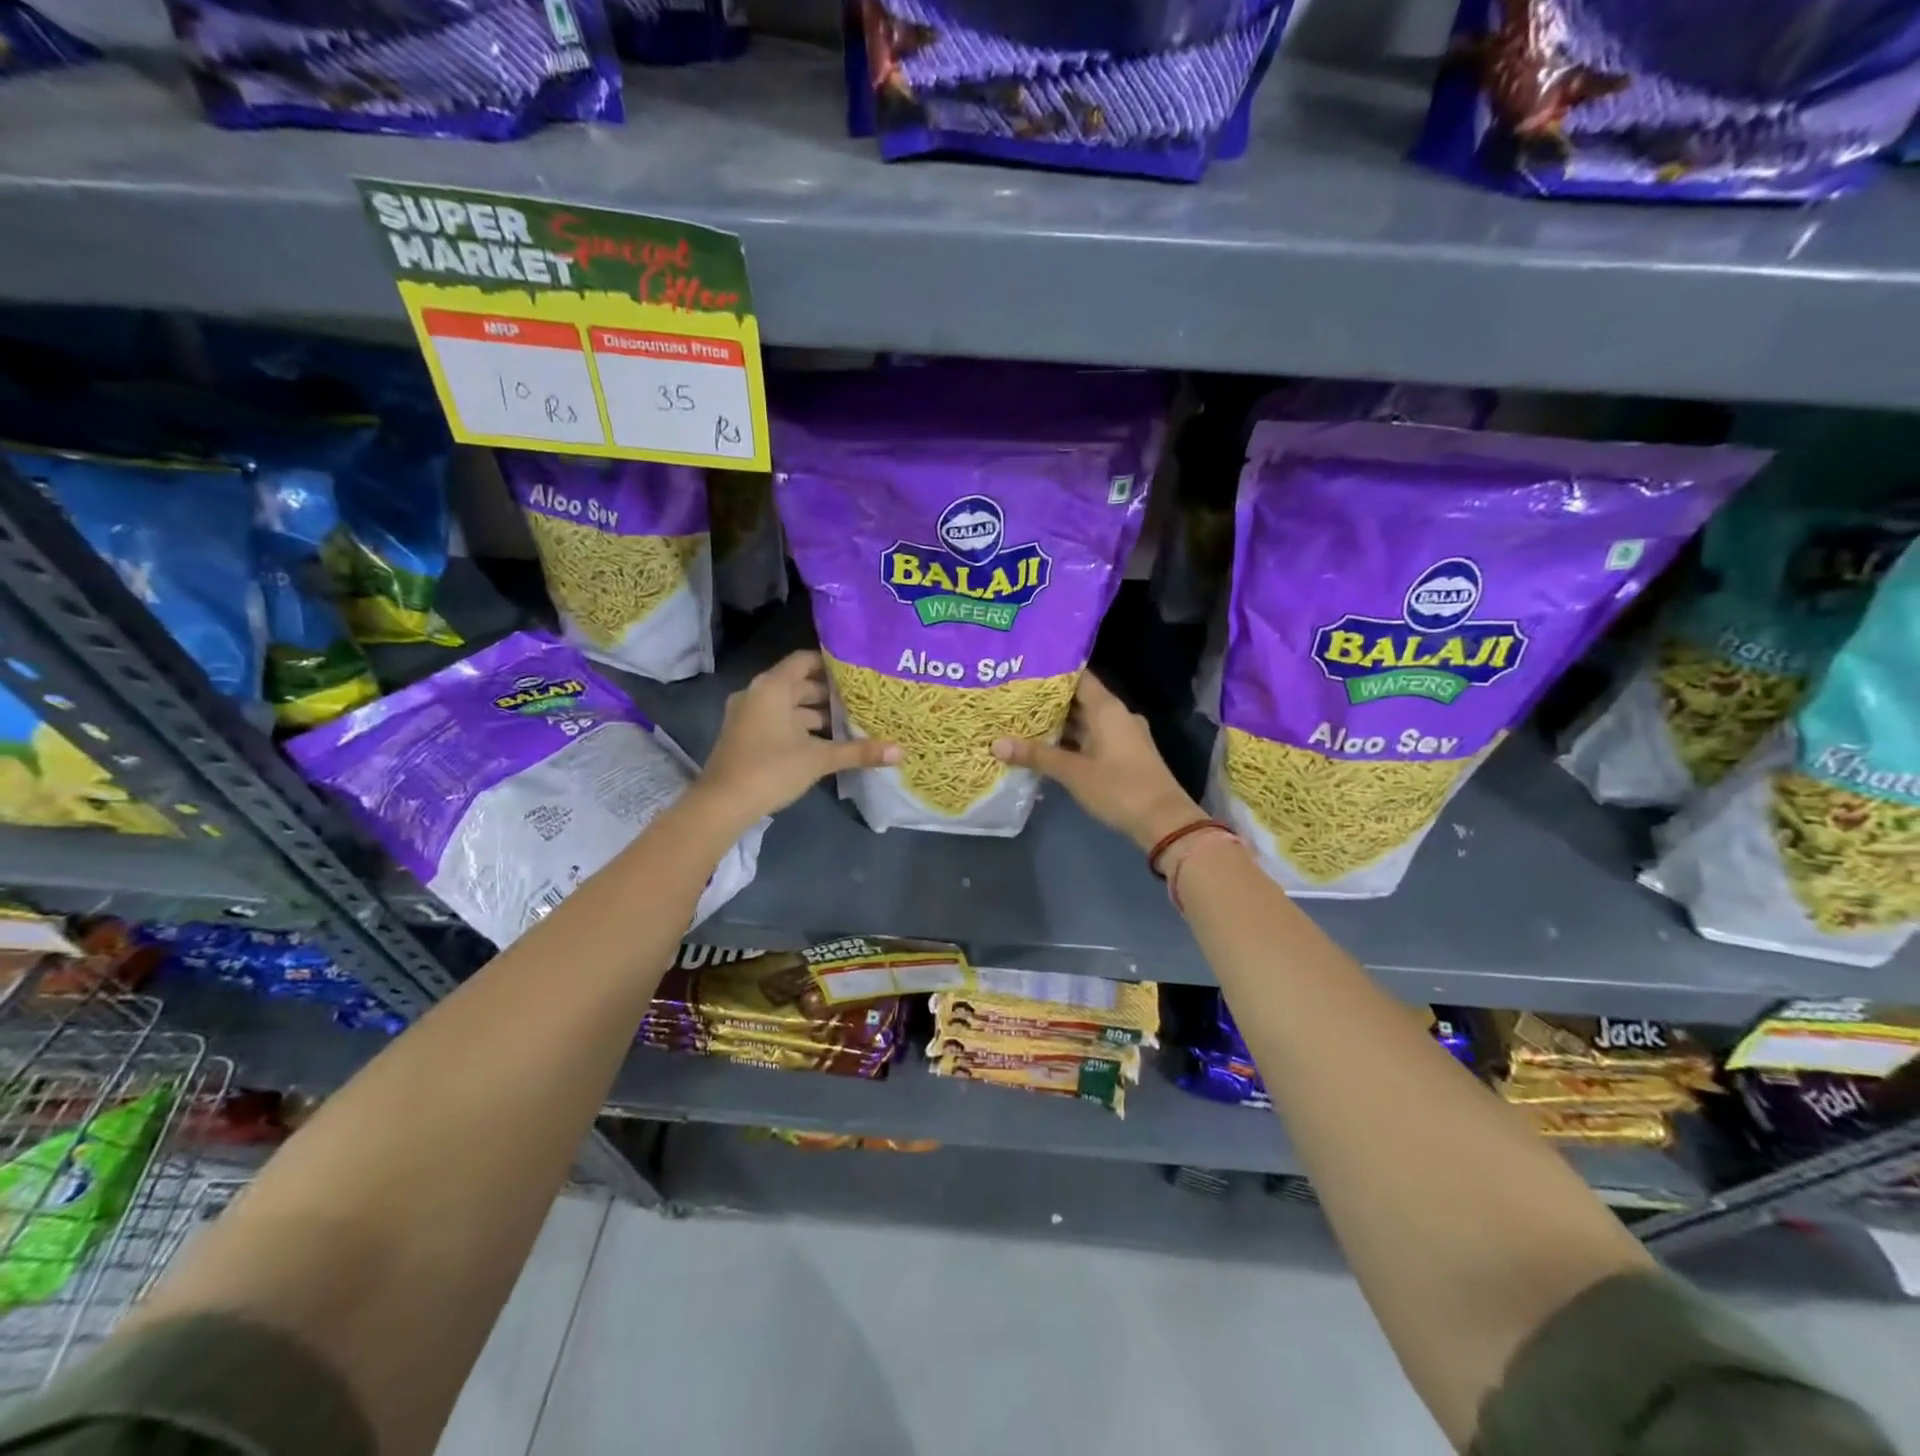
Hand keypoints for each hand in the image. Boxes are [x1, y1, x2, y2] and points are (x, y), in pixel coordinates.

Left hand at [694, 651, 898, 831]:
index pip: (805, 660)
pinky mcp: (746, 735)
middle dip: (829, 693)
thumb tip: (900, 752)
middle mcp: (758, 693)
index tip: (859, 672)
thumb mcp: (819, 759)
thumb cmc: (771, 769)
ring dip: (816, 713)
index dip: (832, 663)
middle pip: (799, 684)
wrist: (723, 803)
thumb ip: (858, 751)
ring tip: (850, 721)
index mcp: (773, 687)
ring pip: (789, 705)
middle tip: (863, 699)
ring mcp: (748, 715)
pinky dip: (800, 726)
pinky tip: (825, 741)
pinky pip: (778, 720)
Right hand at [992, 672, 1202, 850]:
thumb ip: (1036, 755)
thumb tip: (995, 744)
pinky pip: (1093, 738)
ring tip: (1023, 723)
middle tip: (1014, 700)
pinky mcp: (1125, 754)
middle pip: (1079, 699)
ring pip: (1086, 721)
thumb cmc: (1118, 787)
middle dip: (1048, 702)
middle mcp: (1117, 715)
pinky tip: (1048, 749)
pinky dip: (1072, 741)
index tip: (1023, 673)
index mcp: (1107, 708)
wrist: (1163, 820)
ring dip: (1059, 724)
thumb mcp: (1072, 772)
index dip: (1051, 674)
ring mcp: (1123, 735)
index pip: (1078, 677)